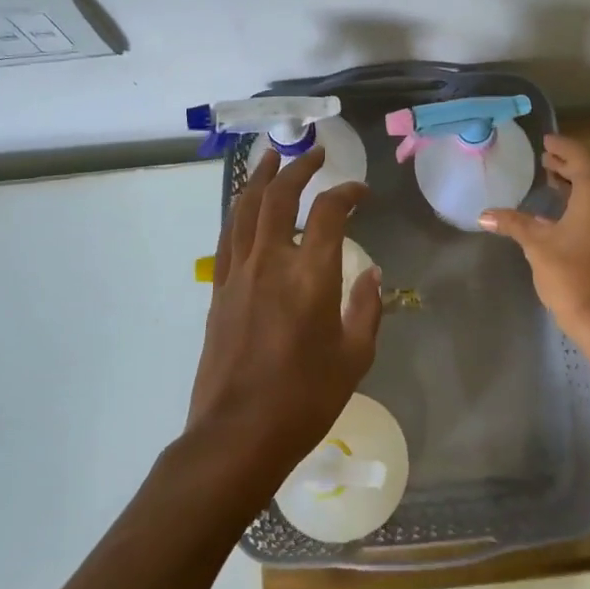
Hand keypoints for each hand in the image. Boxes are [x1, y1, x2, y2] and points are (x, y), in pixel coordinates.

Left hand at [186, 148, 382, 488]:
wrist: (237, 435)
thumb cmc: (304, 400)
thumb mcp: (354, 358)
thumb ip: (366, 308)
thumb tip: (370, 273)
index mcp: (310, 276)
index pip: (329, 212)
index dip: (347, 192)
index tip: (362, 192)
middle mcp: (271, 262)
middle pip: (279, 195)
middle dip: (298, 167)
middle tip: (315, 153)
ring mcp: (238, 273)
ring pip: (245, 208)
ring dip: (261, 177)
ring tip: (273, 158)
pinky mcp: (218, 289)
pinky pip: (228, 235)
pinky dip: (239, 210)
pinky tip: (246, 205)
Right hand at [480, 133, 589, 345]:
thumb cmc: (571, 275)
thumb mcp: (537, 245)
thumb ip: (513, 223)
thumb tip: (484, 214)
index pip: (578, 156)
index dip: (561, 146)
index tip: (546, 140)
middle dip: (566, 166)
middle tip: (545, 159)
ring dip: (575, 187)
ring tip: (551, 182)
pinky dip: (583, 205)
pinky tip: (562, 214)